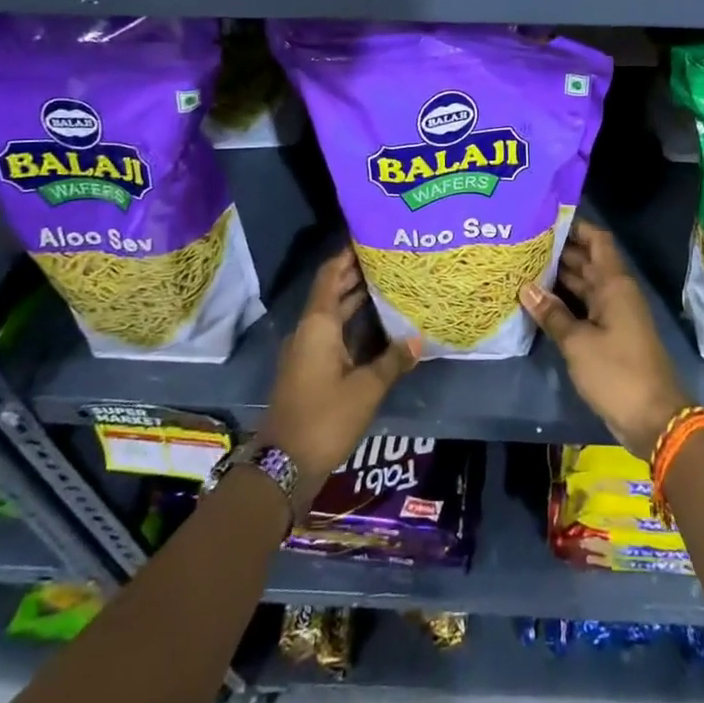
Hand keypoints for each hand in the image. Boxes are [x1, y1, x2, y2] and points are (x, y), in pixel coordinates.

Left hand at [258, 245, 419, 499]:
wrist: (285, 465)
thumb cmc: (325, 417)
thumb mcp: (366, 388)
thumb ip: (393, 360)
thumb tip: (418, 339)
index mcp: (318, 325)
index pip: (330, 275)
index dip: (347, 255)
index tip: (369, 237)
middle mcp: (309, 331)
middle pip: (332, 292)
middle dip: (357, 274)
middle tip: (390, 258)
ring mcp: (306, 351)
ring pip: (334, 314)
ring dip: (357, 300)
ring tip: (390, 285)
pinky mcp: (309, 369)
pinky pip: (333, 334)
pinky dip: (353, 324)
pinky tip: (379, 326)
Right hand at [521, 221, 688, 461]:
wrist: (653, 419)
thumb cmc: (617, 372)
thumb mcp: (578, 343)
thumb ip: (552, 314)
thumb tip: (525, 288)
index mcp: (614, 284)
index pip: (597, 240)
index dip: (576, 226)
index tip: (546, 216)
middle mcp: (615, 292)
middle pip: (587, 261)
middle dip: (559, 250)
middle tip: (524, 241)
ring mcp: (613, 315)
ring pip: (584, 285)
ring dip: (559, 277)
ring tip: (523, 265)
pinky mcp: (609, 336)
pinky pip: (584, 308)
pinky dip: (564, 302)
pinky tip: (538, 301)